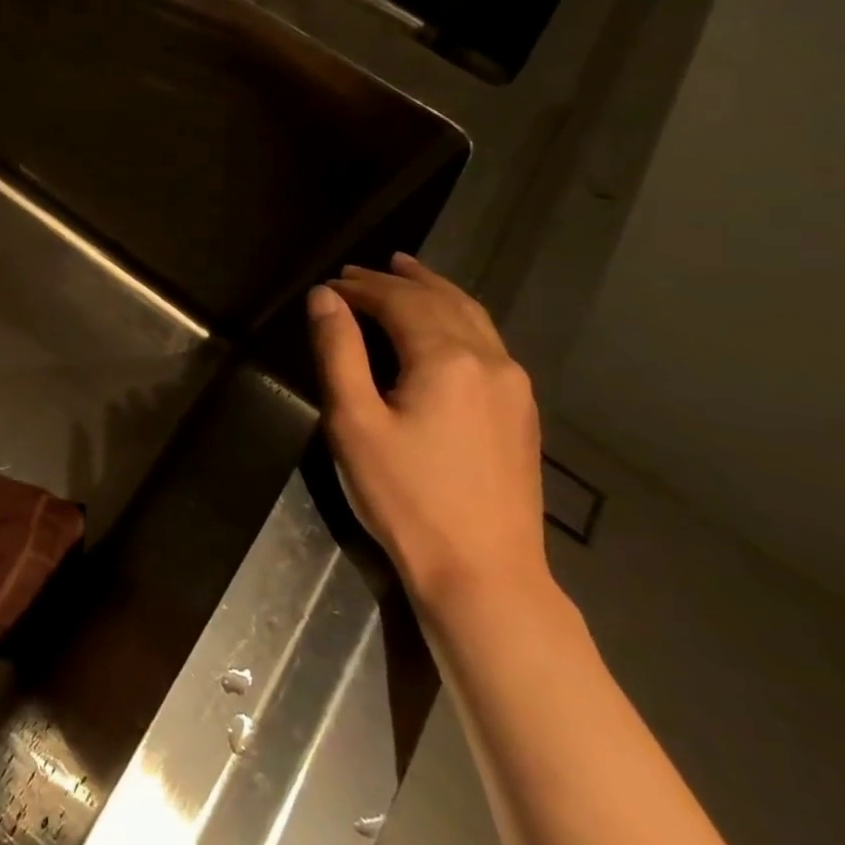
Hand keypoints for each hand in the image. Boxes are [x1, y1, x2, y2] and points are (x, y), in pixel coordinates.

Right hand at [308, 252, 547, 613]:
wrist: (484, 573)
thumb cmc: (404, 495)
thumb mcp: (353, 421)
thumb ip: (338, 351)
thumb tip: (324, 297)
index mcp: (446, 359)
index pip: (400, 302)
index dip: (362, 287)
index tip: (329, 284)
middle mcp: (490, 361)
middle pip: (442, 301)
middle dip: (398, 281)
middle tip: (359, 271)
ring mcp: (513, 387)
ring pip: (473, 318)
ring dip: (434, 291)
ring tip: (407, 273)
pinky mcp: (520, 412)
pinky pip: (488, 342)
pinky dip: (457, 317)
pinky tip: (444, 325)